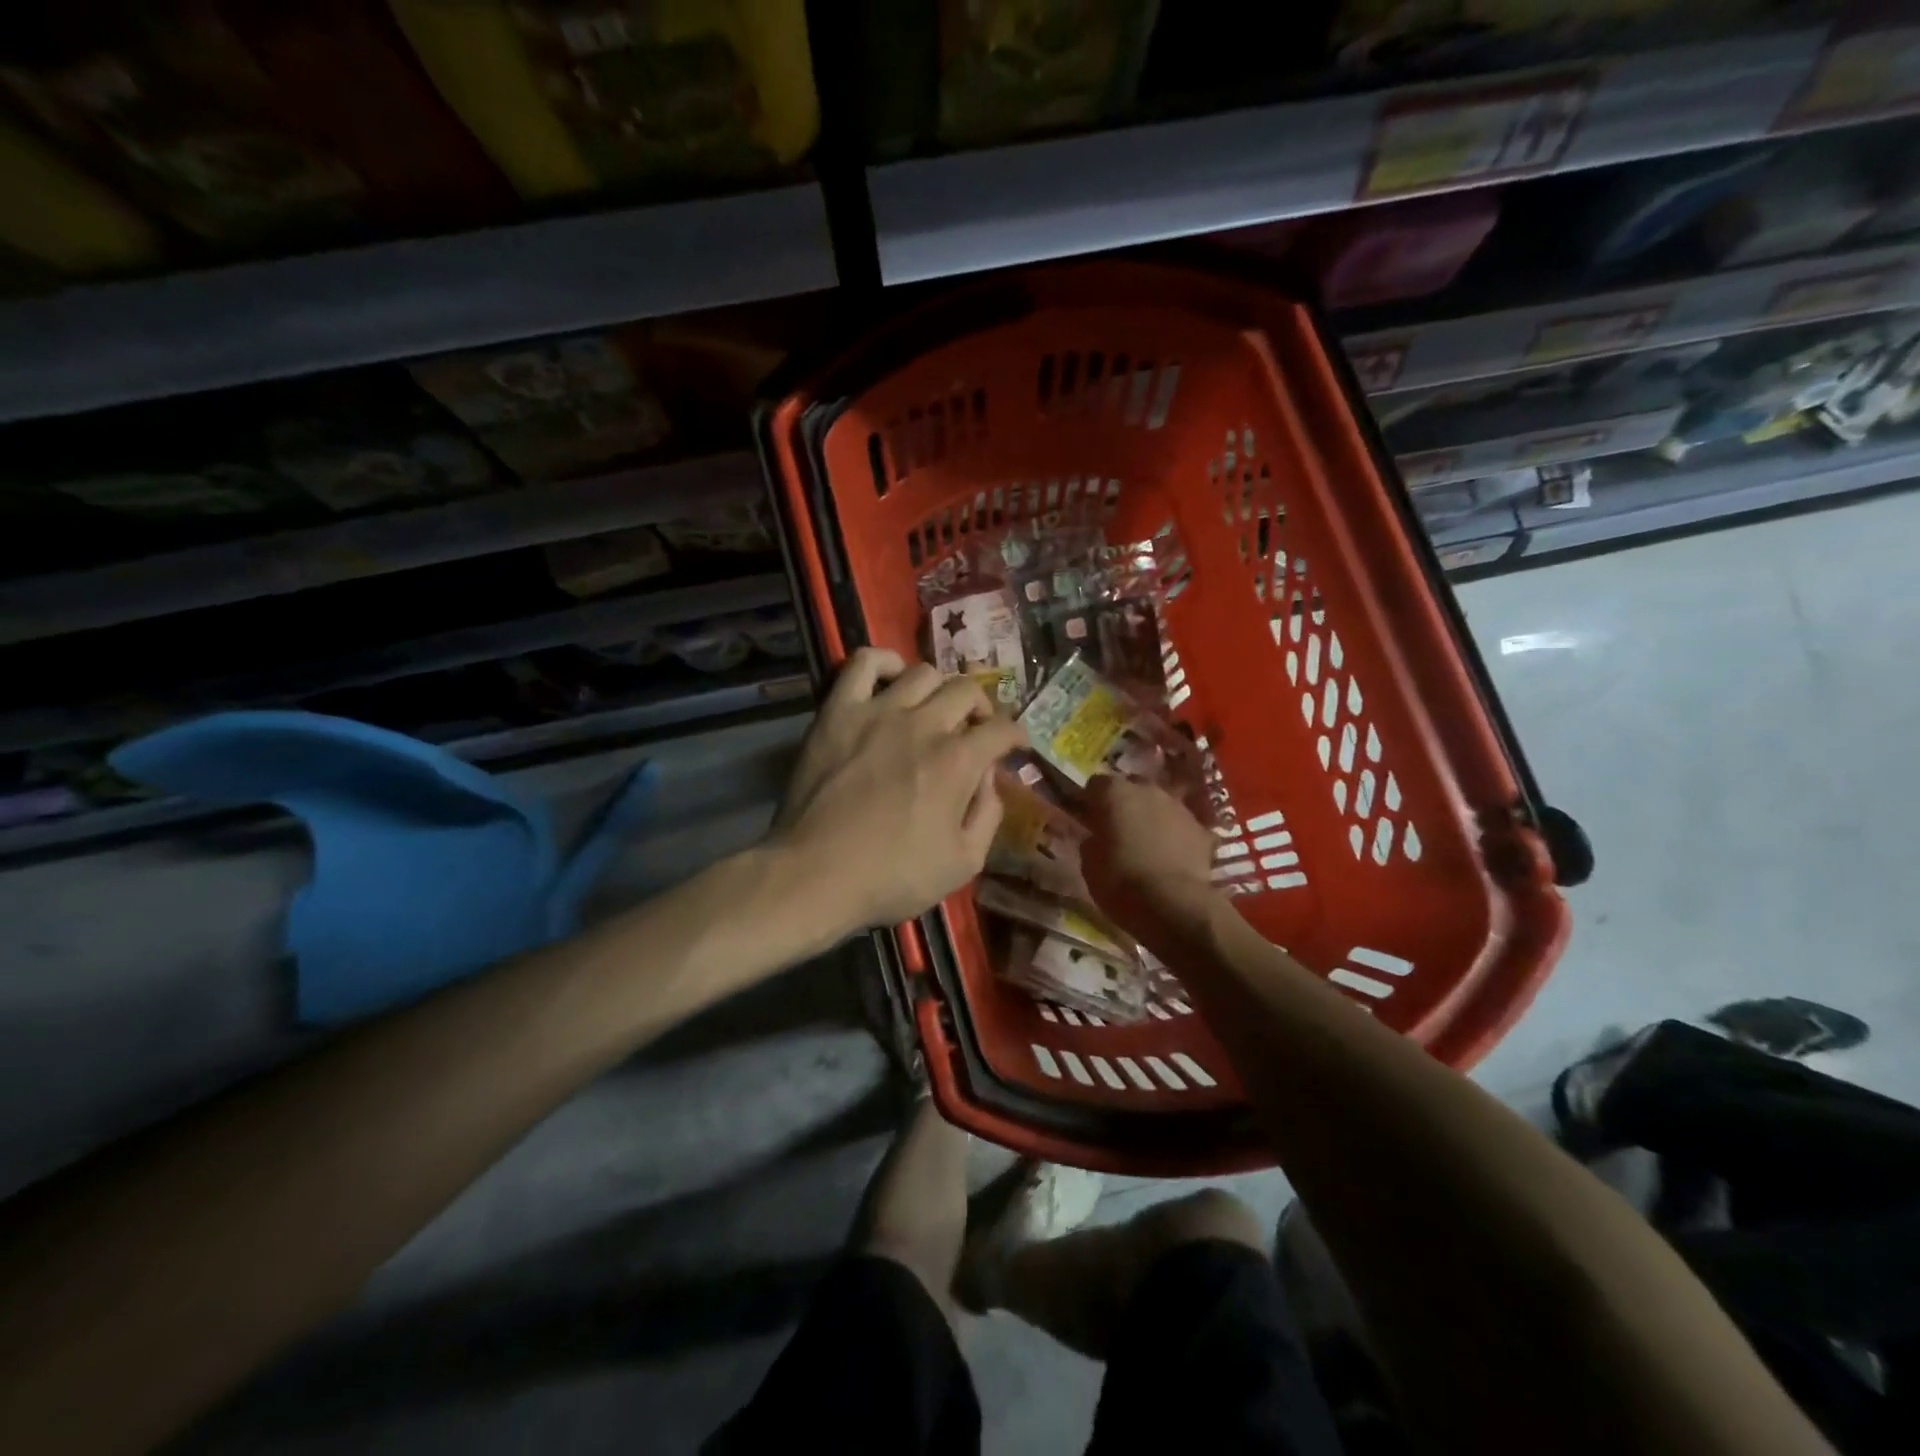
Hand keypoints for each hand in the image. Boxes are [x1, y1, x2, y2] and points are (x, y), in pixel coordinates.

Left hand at [773, 648, 1025, 930]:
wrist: (815, 875)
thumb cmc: (892, 877)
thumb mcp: (963, 863)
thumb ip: (988, 815)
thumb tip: (990, 778)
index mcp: (958, 761)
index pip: (1002, 728)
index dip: (1016, 736)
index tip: (1015, 746)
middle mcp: (924, 724)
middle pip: (966, 690)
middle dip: (981, 709)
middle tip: (974, 730)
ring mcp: (878, 712)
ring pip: (923, 672)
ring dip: (938, 689)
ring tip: (933, 710)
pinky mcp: (838, 711)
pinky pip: (863, 663)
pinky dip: (883, 663)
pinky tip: (891, 680)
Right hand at [1079, 775, 1216, 931]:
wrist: (1174, 903)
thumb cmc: (1120, 881)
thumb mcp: (1089, 863)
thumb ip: (1092, 839)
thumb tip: (1098, 837)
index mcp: (1114, 793)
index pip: (1096, 784)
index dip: (1091, 801)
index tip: (1090, 819)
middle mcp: (1147, 789)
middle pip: (1132, 787)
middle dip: (1125, 804)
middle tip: (1119, 829)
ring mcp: (1178, 807)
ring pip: (1159, 804)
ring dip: (1151, 818)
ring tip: (1147, 844)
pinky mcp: (1202, 828)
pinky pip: (1181, 826)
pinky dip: (1175, 836)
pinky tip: (1172, 857)